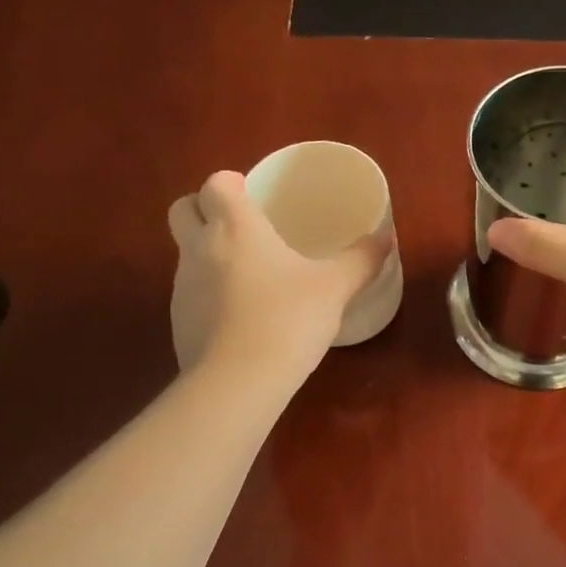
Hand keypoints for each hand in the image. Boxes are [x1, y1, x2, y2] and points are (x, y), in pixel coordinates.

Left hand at [168, 172, 389, 380]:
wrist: (238, 382)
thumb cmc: (288, 319)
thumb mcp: (335, 288)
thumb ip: (361, 259)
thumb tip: (386, 237)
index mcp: (235, 227)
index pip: (214, 184)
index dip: (230, 184)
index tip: (252, 194)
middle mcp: (200, 248)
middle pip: (183, 209)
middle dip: (204, 209)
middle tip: (242, 225)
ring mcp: (183, 286)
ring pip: (186, 253)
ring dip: (208, 254)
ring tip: (250, 276)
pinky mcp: (179, 322)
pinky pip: (191, 294)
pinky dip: (210, 295)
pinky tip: (242, 318)